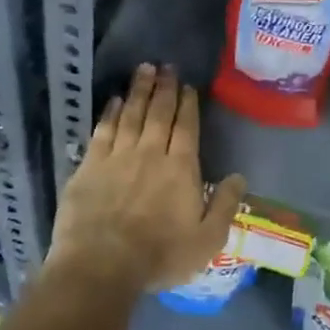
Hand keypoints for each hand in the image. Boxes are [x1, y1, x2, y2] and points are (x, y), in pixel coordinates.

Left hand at [49, 63, 246, 292]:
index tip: (187, 85)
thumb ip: (224, 205)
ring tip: (144, 69)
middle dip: (164, 87)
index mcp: (180, 169)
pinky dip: (110, 113)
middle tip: (166, 65)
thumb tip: (239, 176)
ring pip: (131, 114)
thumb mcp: (206, 240)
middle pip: (159, 113)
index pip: (186, 127)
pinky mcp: (90, 166)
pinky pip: (103, 131)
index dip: (187, 104)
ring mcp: (117, 157)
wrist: (101, 265)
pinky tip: (115, 100)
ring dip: (139, 90)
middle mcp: (150, 153)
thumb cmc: (159, 256)